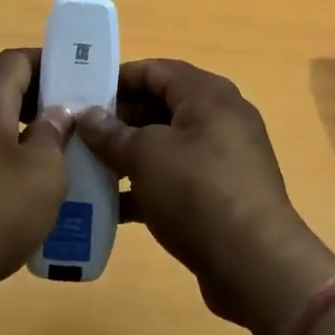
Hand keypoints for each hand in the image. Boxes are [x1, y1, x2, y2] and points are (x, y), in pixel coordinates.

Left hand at [0, 49, 73, 323]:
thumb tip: (57, 113)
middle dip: (41, 105)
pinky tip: (26, 200)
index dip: (50, 63)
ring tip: (60, 165)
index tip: (80, 80)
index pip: (17, 60)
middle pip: (3, 94)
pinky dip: (3, 169)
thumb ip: (54, 134)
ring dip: (24, 141)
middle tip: (78, 127)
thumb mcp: (43, 171)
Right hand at [77, 60, 334, 334]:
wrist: (255, 264)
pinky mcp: (222, 194)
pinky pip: (177, 178)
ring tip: (88, 168)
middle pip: (160, 106)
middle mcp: (220, 118)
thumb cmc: (197, 191)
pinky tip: (113, 207)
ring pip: (166, 145)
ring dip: (129, 155)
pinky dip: (147, 186)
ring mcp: (223, 158)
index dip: (117, 79)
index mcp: (207, 95)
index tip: (80, 94)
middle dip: (119, 120)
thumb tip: (88, 116)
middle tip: (79, 135)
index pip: (155, 70)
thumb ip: (112, 133)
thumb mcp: (145, 155)